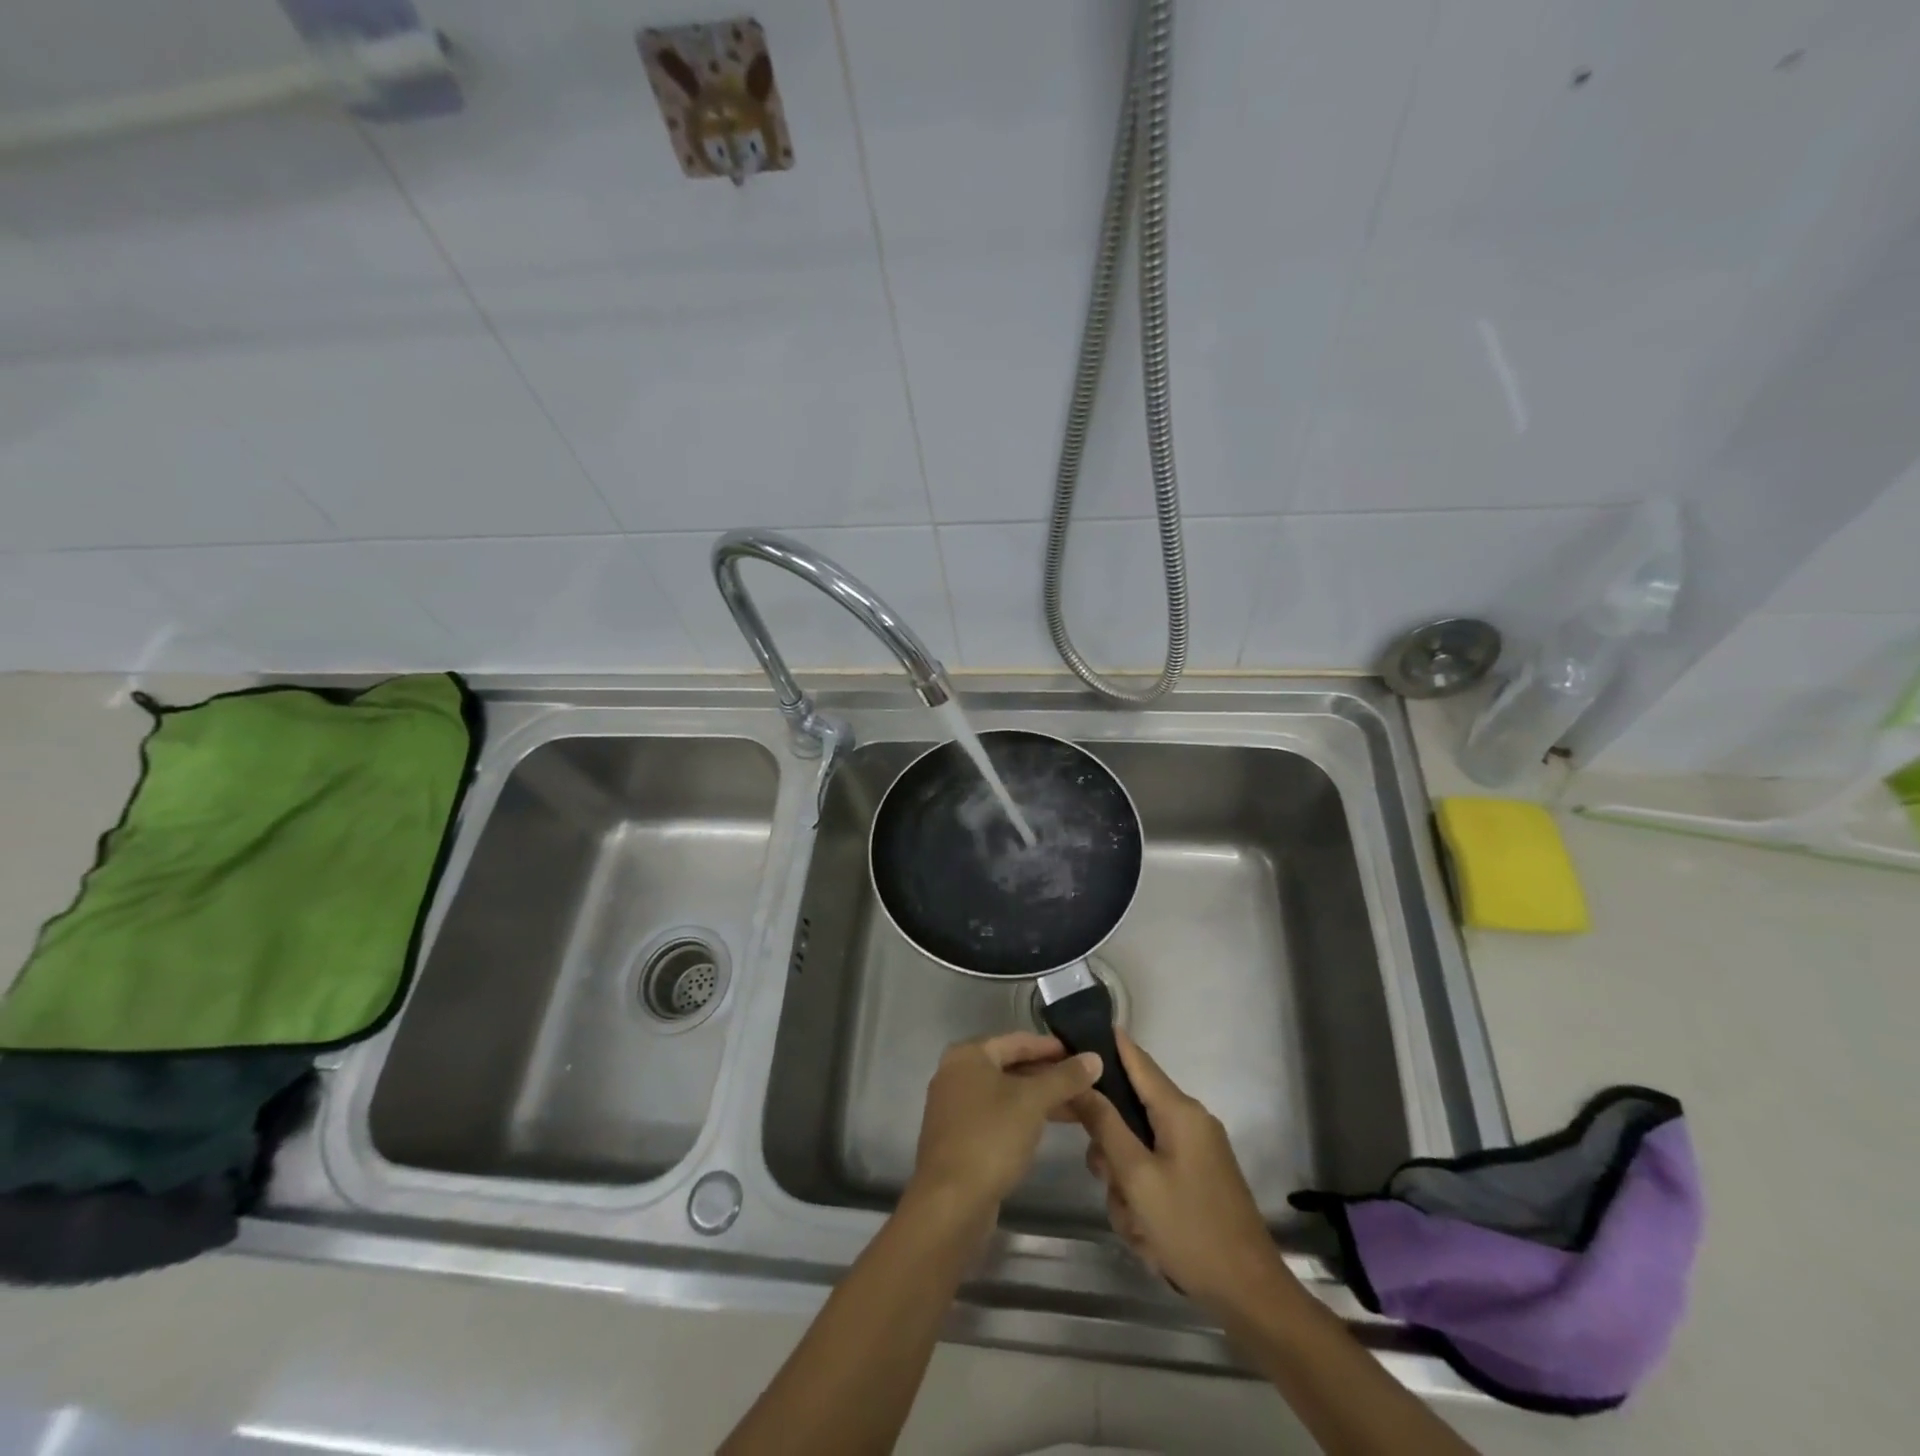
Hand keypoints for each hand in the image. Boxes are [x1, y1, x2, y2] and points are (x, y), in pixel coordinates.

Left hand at [910, 1033, 1102, 1216]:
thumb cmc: (991, 1137)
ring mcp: (955, 1106)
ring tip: (1077, 1107)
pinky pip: (997, 1115)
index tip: (1084, 1056)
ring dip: (1039, 1098)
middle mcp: (956, 1073)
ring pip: (1006, 1093)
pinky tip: (1047, 1127)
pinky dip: (1022, 1116)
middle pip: (1011, 1066)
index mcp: (968, 1054)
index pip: (1018, 1041)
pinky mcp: (960, 1136)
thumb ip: (1065, 1077)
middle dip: (1049, 1075)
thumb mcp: (1033, 1102)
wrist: (951, 1202)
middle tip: (1086, 1084)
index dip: (1053, 1047)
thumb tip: (1095, 1058)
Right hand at [1074, 1031, 1288, 1315]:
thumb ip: (1105, 1125)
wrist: (1250, 1295)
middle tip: (1105, 1178)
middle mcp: (1190, 1122)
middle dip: (1111, 1148)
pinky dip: (1143, 1199)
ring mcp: (1196, 1152)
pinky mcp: (1197, 1179)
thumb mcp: (1137, 1177)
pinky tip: (1147, 1235)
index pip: (1136, 1059)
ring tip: (1134, 1223)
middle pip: (1130, 1112)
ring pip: (1138, 1149)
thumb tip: (1082, 1079)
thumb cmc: (1190, 1229)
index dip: (1106, 1044)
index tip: (1073, 1036)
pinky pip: (1155, 1173)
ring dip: (1126, 1184)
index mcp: (1180, 1111)